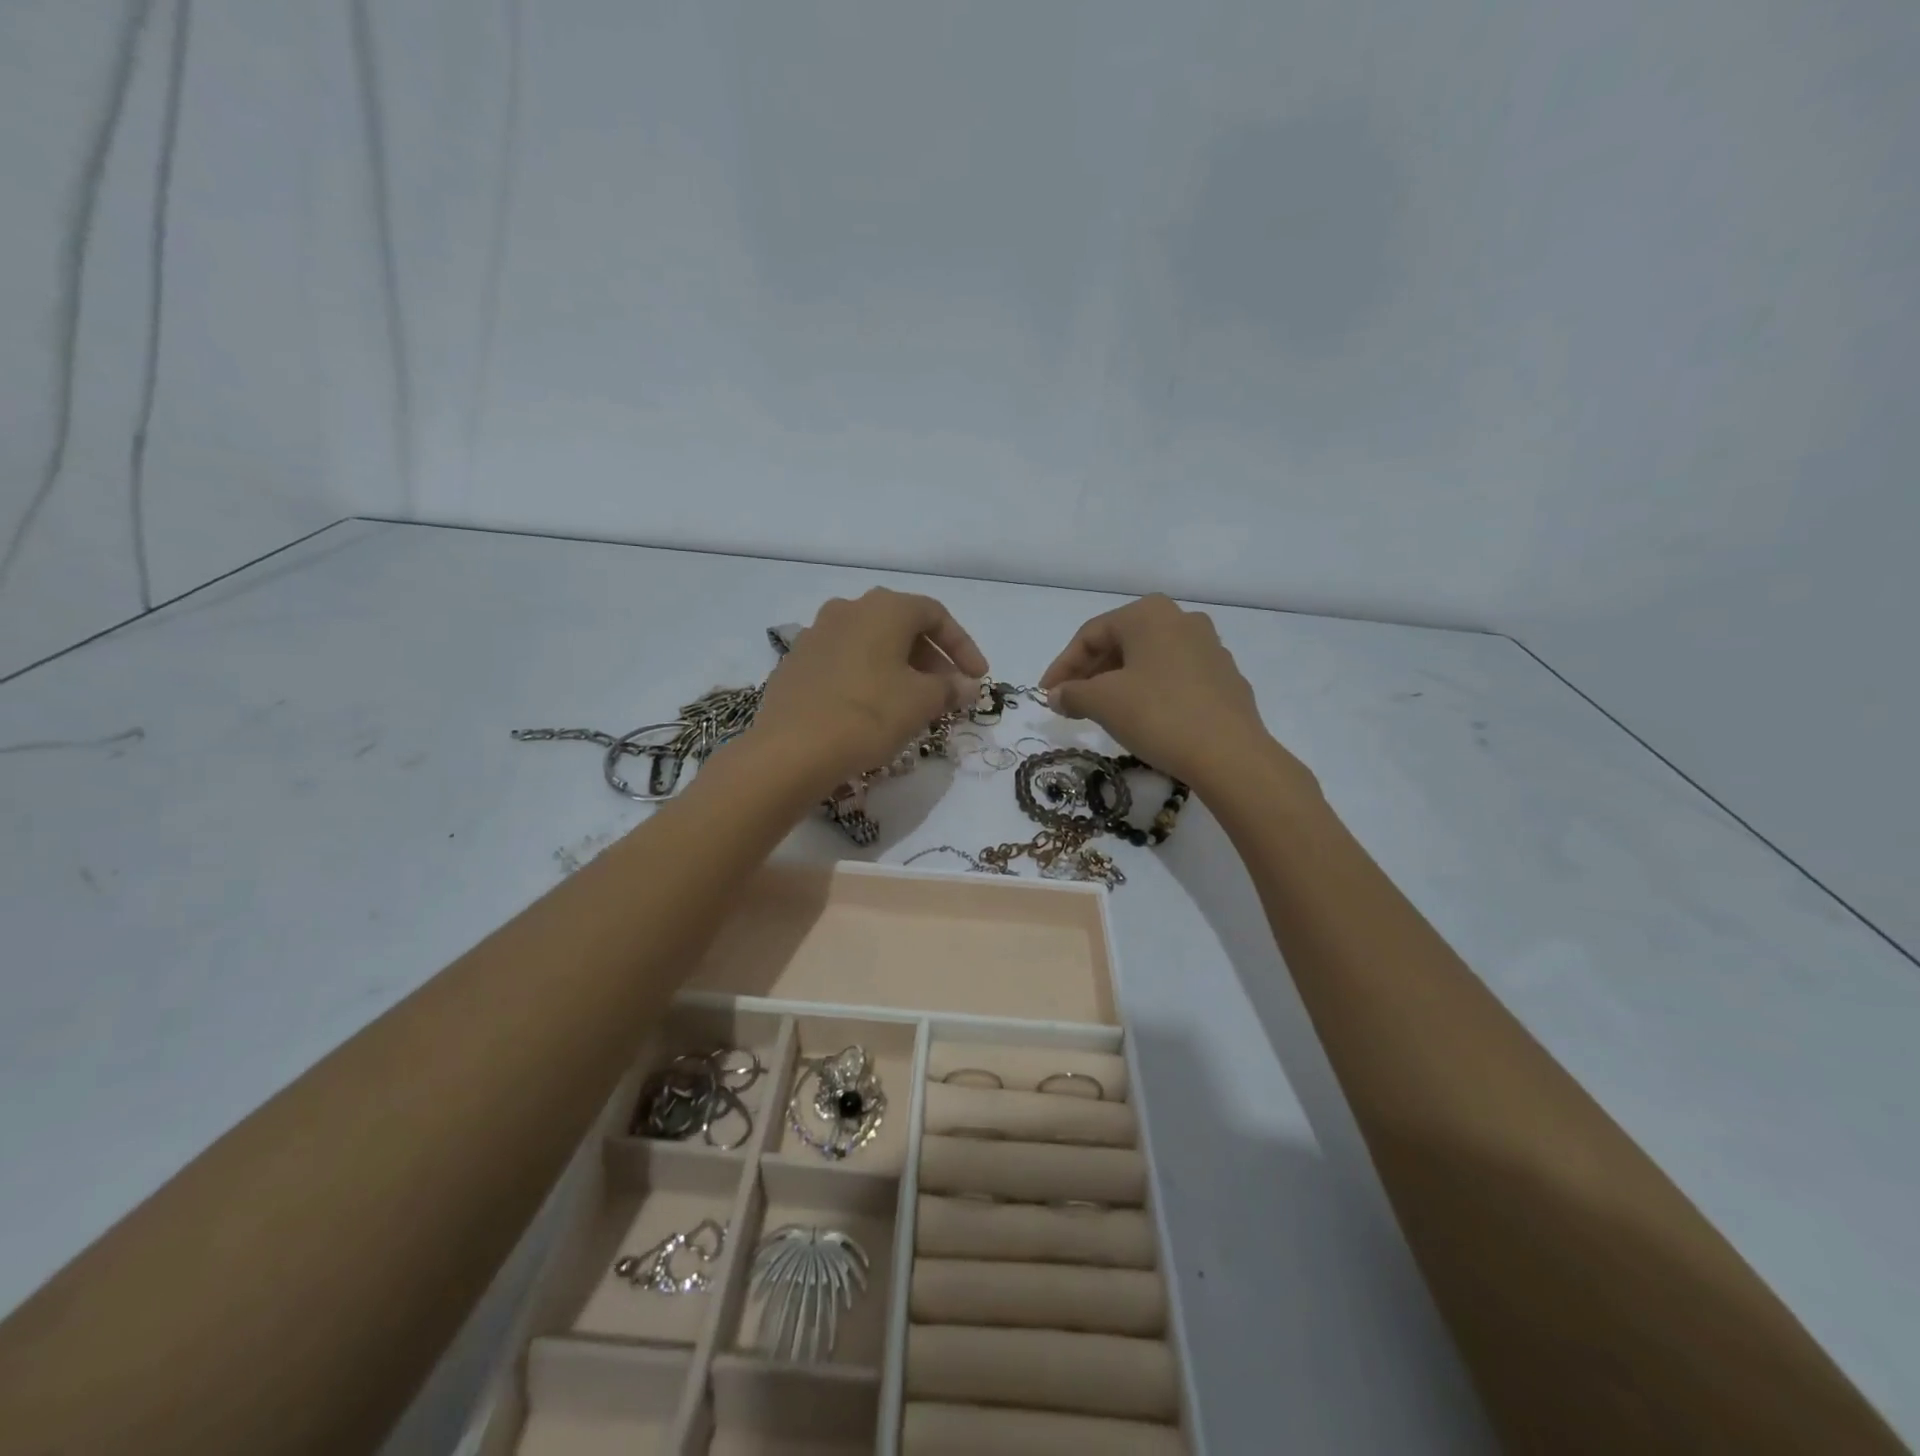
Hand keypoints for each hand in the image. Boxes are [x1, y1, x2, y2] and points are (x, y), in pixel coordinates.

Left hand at [751, 587, 987, 792]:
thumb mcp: (921, 702)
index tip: (977, 678)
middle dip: (931, 659)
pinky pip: (844, 662)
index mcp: (883, 608)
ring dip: (899, 668)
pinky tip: (873, 709)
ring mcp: (816, 634)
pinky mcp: (796, 663)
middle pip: (901, 626)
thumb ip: (950, 688)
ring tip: (913, 702)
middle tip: (947, 692)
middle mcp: (848, 609)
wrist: (791, 749)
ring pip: (871, 644)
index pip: (935, 615)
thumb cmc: (868, 715)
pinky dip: (868, 677)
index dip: (963, 646)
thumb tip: (966, 685)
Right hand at [1040, 594, 1296, 793]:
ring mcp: (1209, 648)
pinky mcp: (1225, 678)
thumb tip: (1058, 695)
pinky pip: (1174, 677)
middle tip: (1070, 702)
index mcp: (1149, 614)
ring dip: (1118, 682)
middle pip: (1121, 643)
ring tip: (1101, 711)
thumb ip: (1072, 693)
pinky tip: (1142, 718)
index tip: (1047, 695)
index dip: (1062, 665)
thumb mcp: (1103, 703)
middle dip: (1090, 673)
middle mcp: (1181, 620)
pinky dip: (1149, 691)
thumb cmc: (1158, 715)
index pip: (1091, 634)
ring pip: (1148, 660)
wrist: (1230, 755)